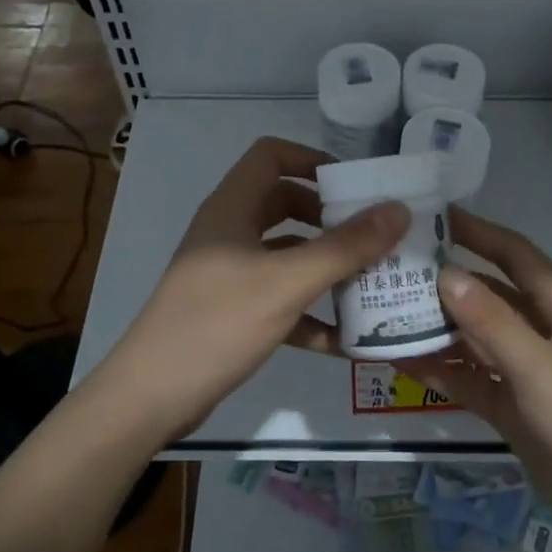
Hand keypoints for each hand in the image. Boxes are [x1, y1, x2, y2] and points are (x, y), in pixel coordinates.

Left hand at [97, 137, 408, 441]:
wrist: (153, 396)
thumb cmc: (218, 323)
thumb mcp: (287, 282)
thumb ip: (344, 247)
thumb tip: (398, 210)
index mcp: (232, 208)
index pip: (271, 156)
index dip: (312, 159)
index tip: (354, 185)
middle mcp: (229, 233)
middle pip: (285, 205)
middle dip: (330, 219)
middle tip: (373, 235)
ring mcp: (229, 274)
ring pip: (286, 255)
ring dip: (326, 266)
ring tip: (373, 282)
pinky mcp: (233, 311)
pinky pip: (280, 298)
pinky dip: (310, 311)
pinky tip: (345, 339)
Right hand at [401, 208, 551, 551]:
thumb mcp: (540, 368)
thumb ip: (491, 321)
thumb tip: (445, 273)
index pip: (515, 254)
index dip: (477, 232)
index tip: (431, 215)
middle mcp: (547, 331)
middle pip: (491, 295)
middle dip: (447, 282)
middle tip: (392, 269)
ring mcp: (531, 372)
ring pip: (478, 339)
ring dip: (439, 329)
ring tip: (385, 314)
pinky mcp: (518, 409)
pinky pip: (476, 379)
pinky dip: (446, 371)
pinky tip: (404, 364)